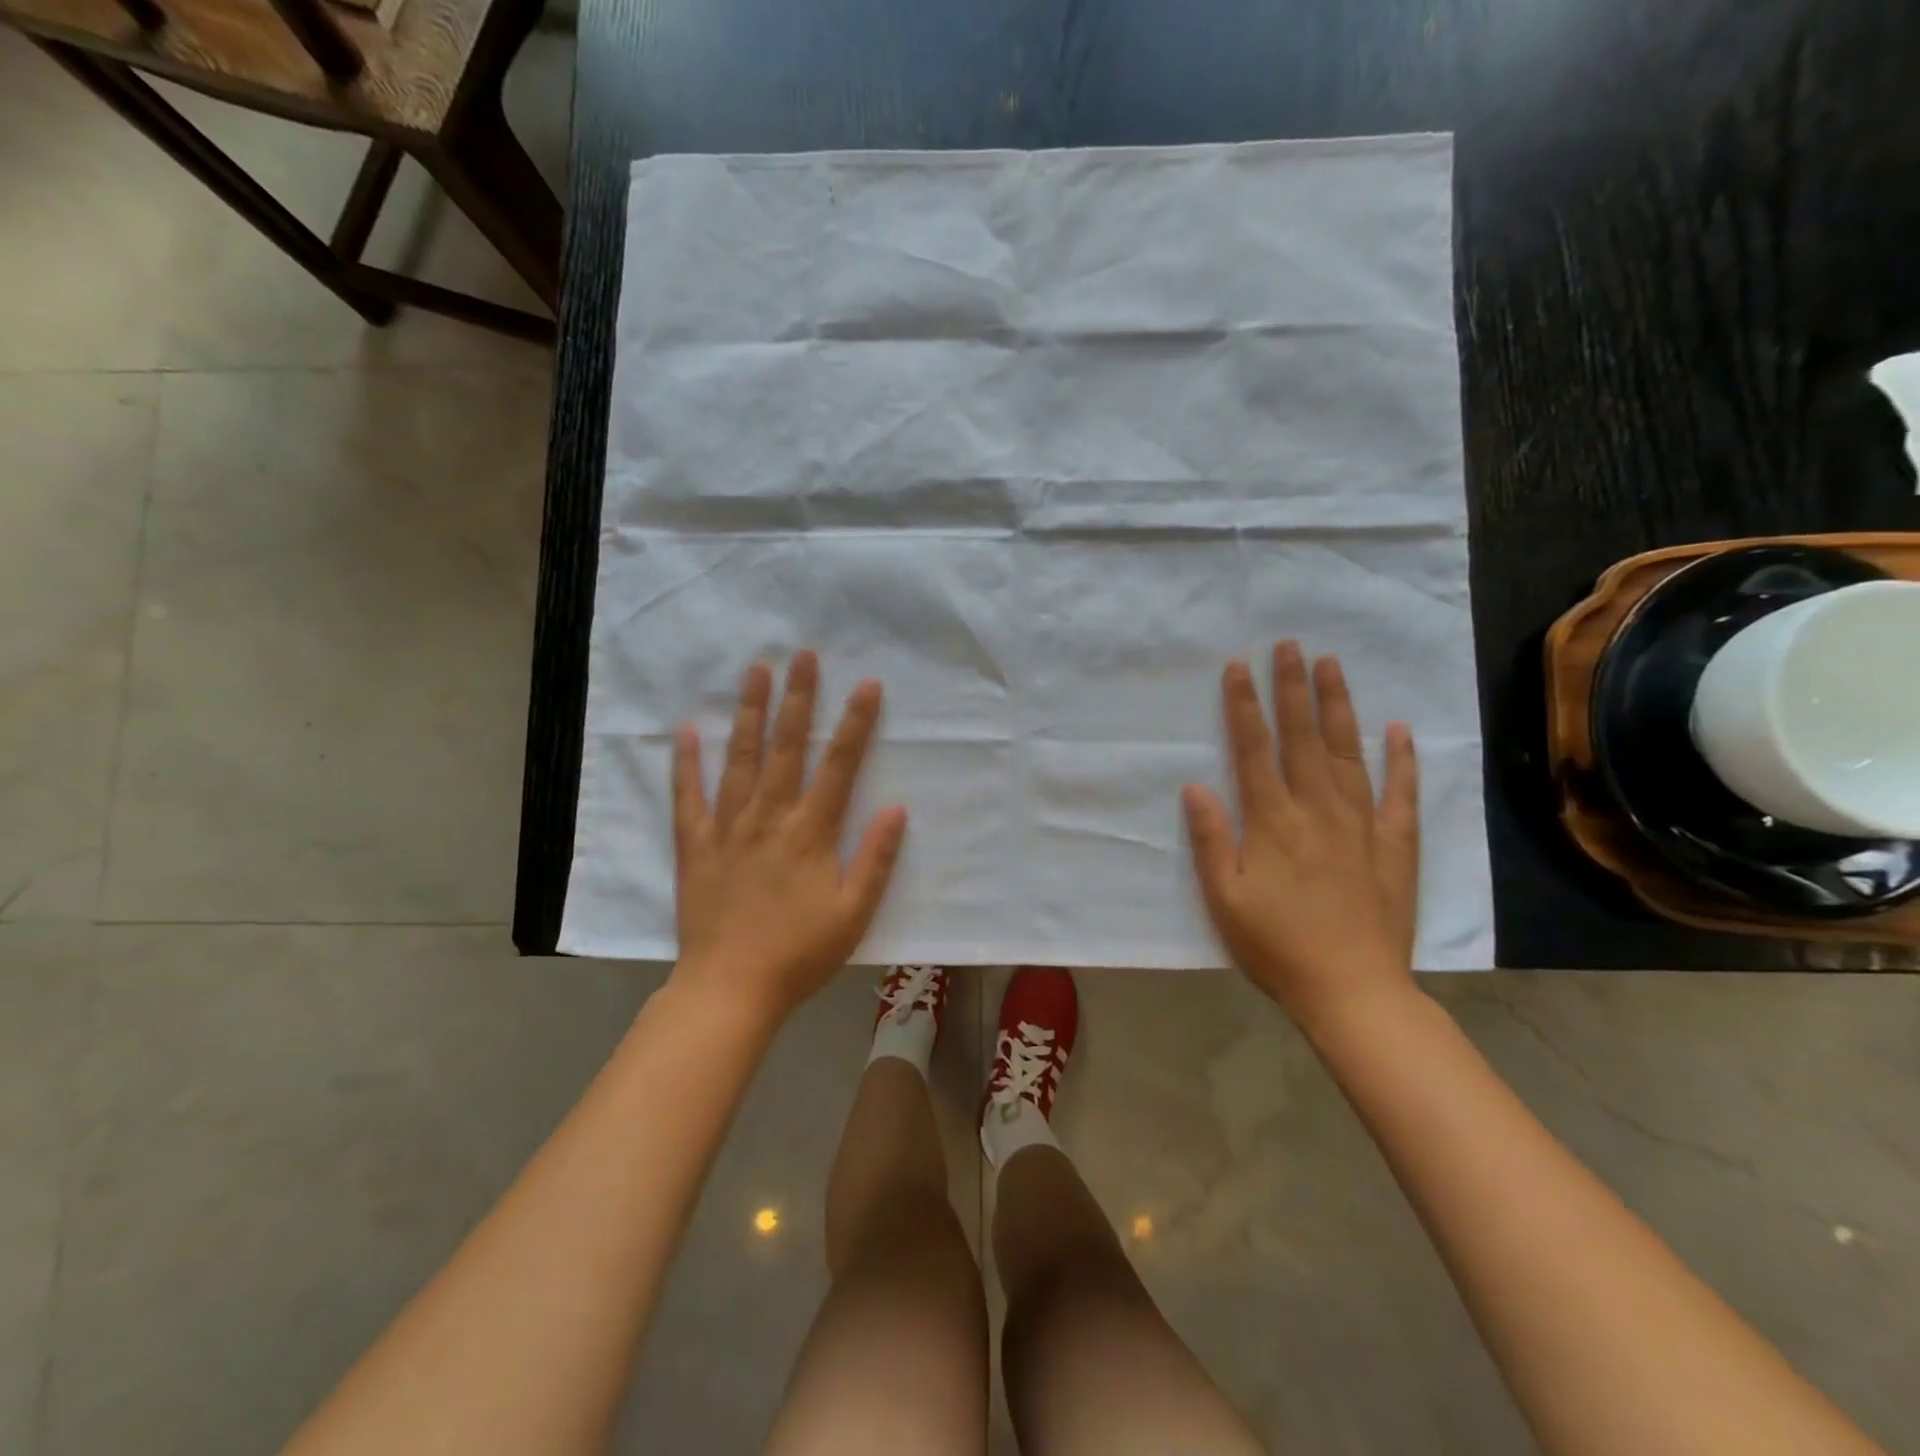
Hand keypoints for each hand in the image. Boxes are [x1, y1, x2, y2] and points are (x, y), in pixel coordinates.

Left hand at [671, 652, 907, 1024]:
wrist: (730, 989)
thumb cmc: (800, 953)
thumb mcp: (853, 913)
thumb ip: (875, 859)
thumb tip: (896, 808)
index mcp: (810, 832)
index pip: (839, 765)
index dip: (854, 723)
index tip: (865, 684)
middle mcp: (769, 818)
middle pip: (785, 747)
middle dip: (797, 698)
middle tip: (801, 654)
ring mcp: (727, 828)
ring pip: (739, 759)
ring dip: (748, 712)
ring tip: (754, 671)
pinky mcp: (694, 845)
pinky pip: (688, 797)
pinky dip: (687, 763)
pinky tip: (687, 731)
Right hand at [1182, 641, 1420, 1035]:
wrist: (1353, 990)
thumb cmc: (1277, 946)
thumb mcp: (1225, 899)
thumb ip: (1212, 840)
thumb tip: (1196, 786)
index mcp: (1273, 822)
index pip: (1254, 750)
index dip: (1244, 707)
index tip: (1239, 667)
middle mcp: (1318, 810)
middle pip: (1303, 738)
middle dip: (1293, 689)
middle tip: (1291, 645)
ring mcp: (1362, 824)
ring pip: (1349, 752)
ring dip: (1339, 706)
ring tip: (1332, 666)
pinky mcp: (1396, 844)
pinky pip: (1401, 793)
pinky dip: (1402, 759)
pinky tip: (1399, 729)